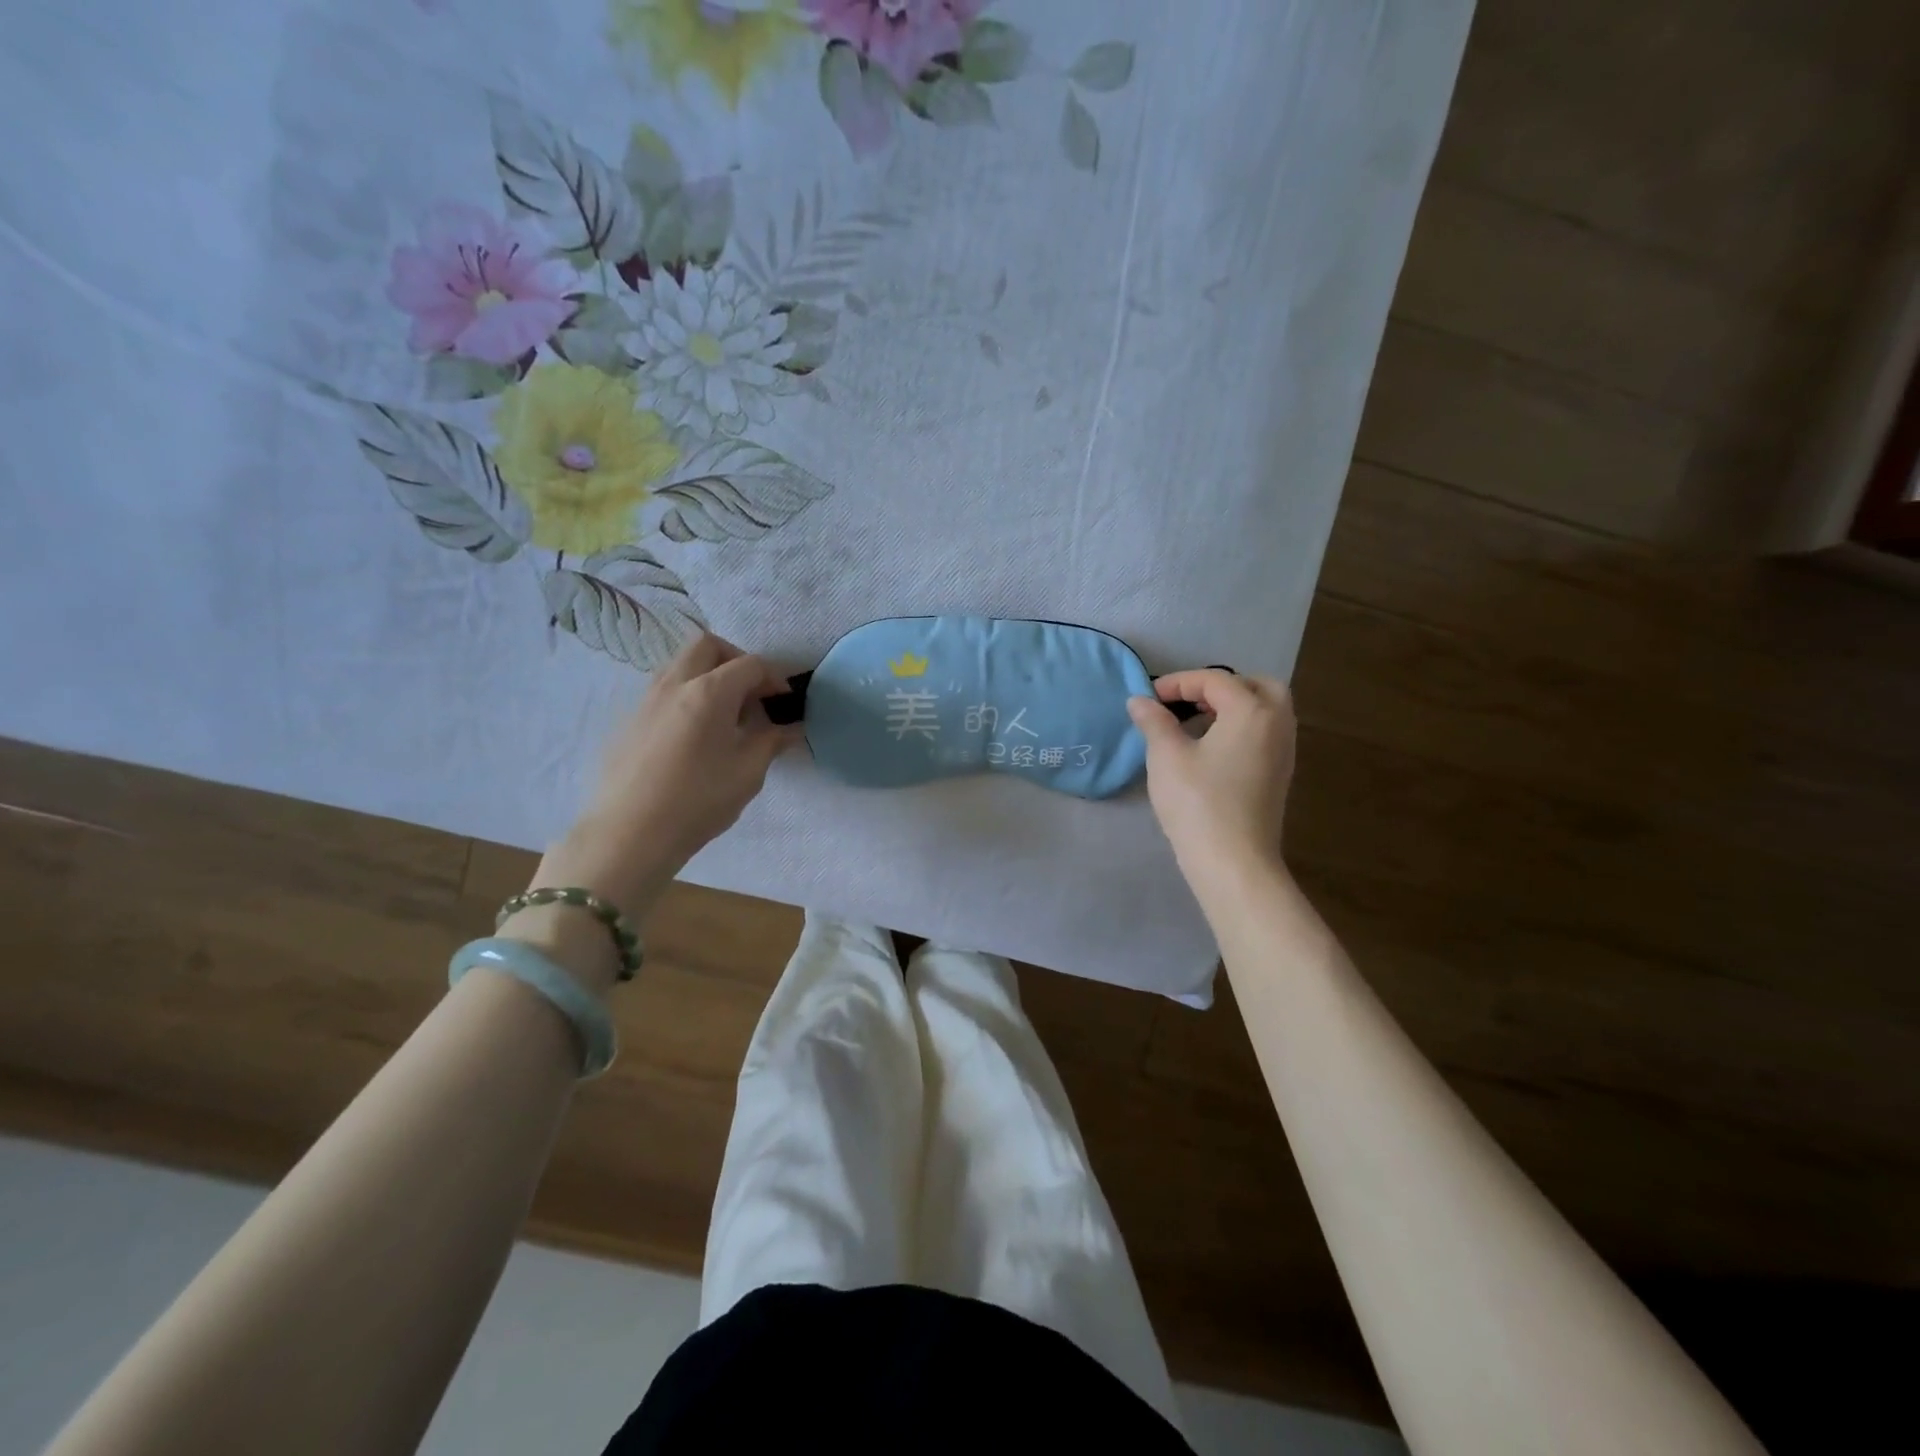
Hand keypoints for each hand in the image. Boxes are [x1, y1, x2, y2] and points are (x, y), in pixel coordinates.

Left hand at [534, 633, 798, 919]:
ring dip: (708, 675)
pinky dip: (686, 695)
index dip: (773, 678)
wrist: (630, 834)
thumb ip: (772, 741)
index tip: (783, 703)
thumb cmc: (698, 801)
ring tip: (724, 715)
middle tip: (751, 695)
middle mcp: (675, 683)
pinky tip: (694, 735)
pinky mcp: (629, 720)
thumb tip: (791, 727)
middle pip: (708, 646)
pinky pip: (663, 690)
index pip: (749, 664)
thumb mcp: (748, 773)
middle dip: (736, 660)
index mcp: (709, 691)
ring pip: (681, 664)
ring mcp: (646, 699)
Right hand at [1127, 669, 1296, 882]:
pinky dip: (1241, 728)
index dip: (1178, 682)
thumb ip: (1154, 722)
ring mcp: (1283, 751)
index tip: (1149, 699)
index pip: (1214, 679)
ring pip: (1264, 711)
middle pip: (1255, 686)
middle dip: (1219, 687)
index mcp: (1252, 711)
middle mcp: (1277, 723)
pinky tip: (1211, 749)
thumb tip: (1139, 701)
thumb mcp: (1166, 756)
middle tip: (1186, 702)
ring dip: (1231, 707)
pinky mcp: (1279, 775)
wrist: (1233, 862)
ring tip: (1195, 724)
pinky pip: (1264, 733)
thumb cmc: (1198, 803)